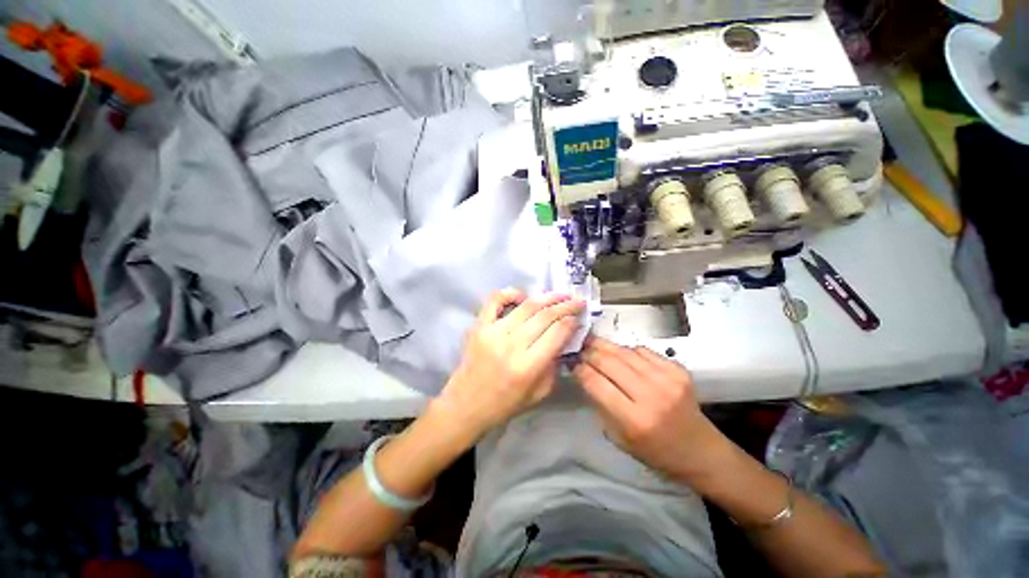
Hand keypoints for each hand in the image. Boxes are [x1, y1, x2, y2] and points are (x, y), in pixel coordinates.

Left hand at [434, 289, 584, 439]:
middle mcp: (511, 345)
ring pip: (526, 306)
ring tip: (560, 295)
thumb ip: (554, 365)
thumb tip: (564, 338)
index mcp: (527, 366)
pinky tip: (523, 296)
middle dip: (565, 306)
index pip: (557, 333)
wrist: (466, 405)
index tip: (579, 315)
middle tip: (577, 301)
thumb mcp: (539, 393)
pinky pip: (495, 300)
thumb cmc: (504, 404)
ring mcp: (493, 332)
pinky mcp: (479, 326)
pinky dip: (511, 293)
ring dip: (547, 297)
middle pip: (545, 316)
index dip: (571, 321)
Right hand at [574, 336, 728, 481]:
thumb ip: (601, 405)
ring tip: (593, 343)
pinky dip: (628, 350)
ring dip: (606, 346)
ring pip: (625, 352)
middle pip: (609, 362)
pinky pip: (643, 350)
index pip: (596, 383)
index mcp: (634, 420)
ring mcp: (667, 379)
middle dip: (589, 352)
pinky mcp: (678, 370)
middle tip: (579, 347)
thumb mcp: (620, 438)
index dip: (580, 369)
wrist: (701, 451)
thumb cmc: (656, 452)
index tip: (572, 363)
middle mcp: (651, 395)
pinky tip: (622, 355)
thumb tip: (584, 375)